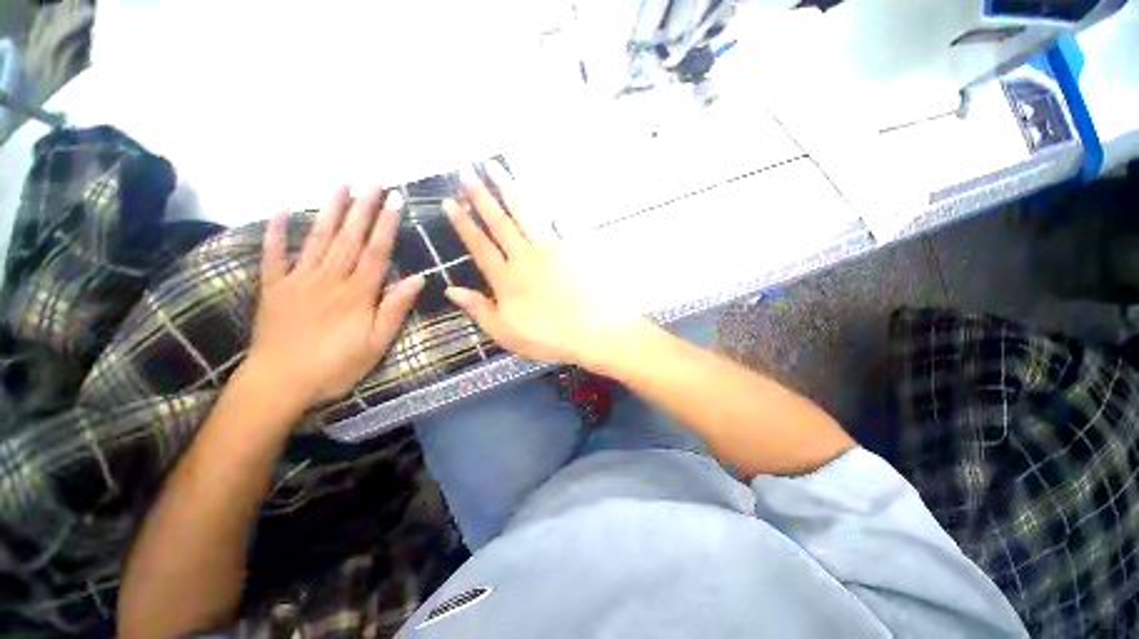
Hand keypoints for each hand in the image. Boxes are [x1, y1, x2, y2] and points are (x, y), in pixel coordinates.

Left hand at [244, 186, 423, 411]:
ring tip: (341, 184)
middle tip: (373, 181)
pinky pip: (274, 255)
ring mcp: (298, 279)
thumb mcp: (376, 344)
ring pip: (318, 238)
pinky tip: (282, 208)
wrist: (280, 383)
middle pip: (350, 237)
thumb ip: (395, 309)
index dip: (387, 225)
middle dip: (363, 207)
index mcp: (357, 293)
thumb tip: (418, 279)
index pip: (376, 251)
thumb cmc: (336, 366)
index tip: (396, 200)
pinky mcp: (273, 287)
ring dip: (331, 209)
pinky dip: (277, 231)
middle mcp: (330, 278)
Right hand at [443, 170, 645, 371]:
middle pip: (500, 222)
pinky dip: (545, 202)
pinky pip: (556, 220)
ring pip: (525, 213)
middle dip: (481, 196)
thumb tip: (450, 289)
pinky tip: (539, 188)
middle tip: (467, 172)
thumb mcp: (506, 333)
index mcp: (507, 278)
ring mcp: (551, 249)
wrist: (593, 332)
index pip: (479, 245)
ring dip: (508, 188)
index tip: (449, 201)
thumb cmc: (548, 337)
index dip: (463, 224)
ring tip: (495, 167)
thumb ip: (479, 309)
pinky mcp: (571, 248)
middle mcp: (525, 256)